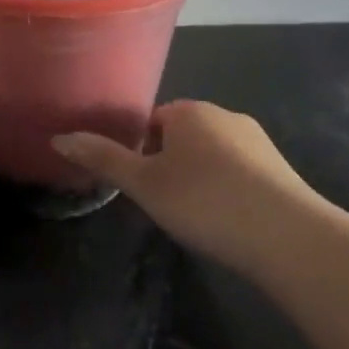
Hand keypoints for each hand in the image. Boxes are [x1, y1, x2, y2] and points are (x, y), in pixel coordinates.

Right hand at [52, 101, 321, 276]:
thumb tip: (58, 138)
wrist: (289, 237)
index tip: (141, 185)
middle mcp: (224, 115)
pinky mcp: (281, 169)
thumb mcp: (145, 184)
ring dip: (201, 177)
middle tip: (165, 204)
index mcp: (188, 111)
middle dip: (171, 164)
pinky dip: (230, 190)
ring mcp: (257, 141)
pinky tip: (230, 221)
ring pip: (214, 154)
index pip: (152, 120)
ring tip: (198, 217)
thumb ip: (103, 159)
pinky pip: (241, 172)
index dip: (141, 151)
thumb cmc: (205, 202)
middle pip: (183, 135)